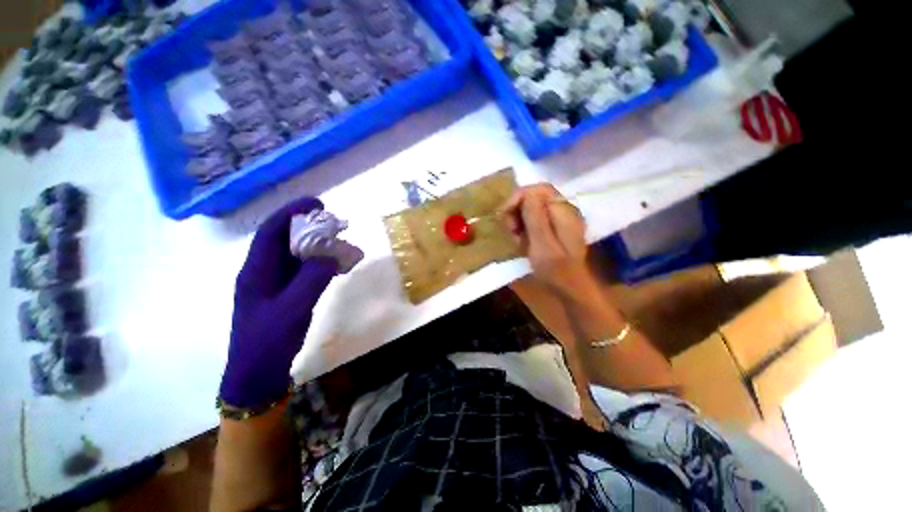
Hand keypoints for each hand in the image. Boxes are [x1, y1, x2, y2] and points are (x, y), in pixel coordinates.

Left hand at [219, 197, 338, 408]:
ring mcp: (268, 290)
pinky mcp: (277, 303)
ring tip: (335, 243)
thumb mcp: (290, 311)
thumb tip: (332, 254)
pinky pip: (295, 278)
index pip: (271, 230)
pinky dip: (312, 270)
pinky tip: (329, 270)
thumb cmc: (266, 344)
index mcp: (254, 271)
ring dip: (310, 249)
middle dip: (305, 228)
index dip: (292, 211)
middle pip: (280, 241)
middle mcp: (259, 274)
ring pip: (289, 259)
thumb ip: (312, 280)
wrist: (255, 379)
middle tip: (332, 224)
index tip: (318, 203)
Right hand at [501, 184, 594, 300]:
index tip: (504, 215)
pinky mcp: (560, 230)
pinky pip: (540, 219)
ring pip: (536, 208)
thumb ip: (535, 216)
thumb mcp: (542, 244)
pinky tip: (524, 242)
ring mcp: (564, 219)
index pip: (538, 189)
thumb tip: (527, 192)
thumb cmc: (556, 270)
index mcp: (564, 210)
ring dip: (521, 220)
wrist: (572, 290)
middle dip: (518, 210)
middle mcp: (566, 210)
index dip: (518, 197)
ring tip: (515, 239)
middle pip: (536, 197)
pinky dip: (528, 227)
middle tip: (510, 231)